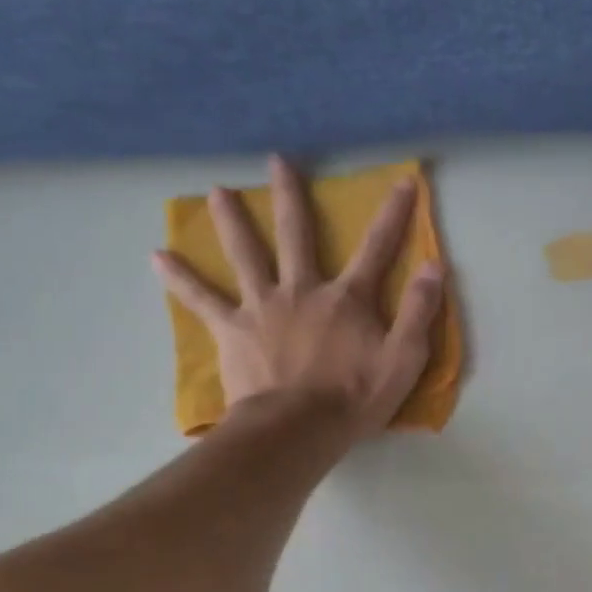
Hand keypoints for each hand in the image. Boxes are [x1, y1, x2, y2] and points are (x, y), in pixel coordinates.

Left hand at [153, 156, 444, 435]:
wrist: (296, 430)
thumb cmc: (353, 399)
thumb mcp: (403, 360)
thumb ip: (419, 312)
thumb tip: (434, 266)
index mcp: (346, 299)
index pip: (377, 249)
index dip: (394, 215)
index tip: (403, 181)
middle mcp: (302, 290)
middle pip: (296, 235)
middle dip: (291, 196)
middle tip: (277, 161)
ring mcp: (262, 307)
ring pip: (244, 254)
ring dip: (231, 220)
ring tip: (216, 191)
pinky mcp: (232, 330)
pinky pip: (202, 300)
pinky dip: (180, 279)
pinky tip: (157, 257)